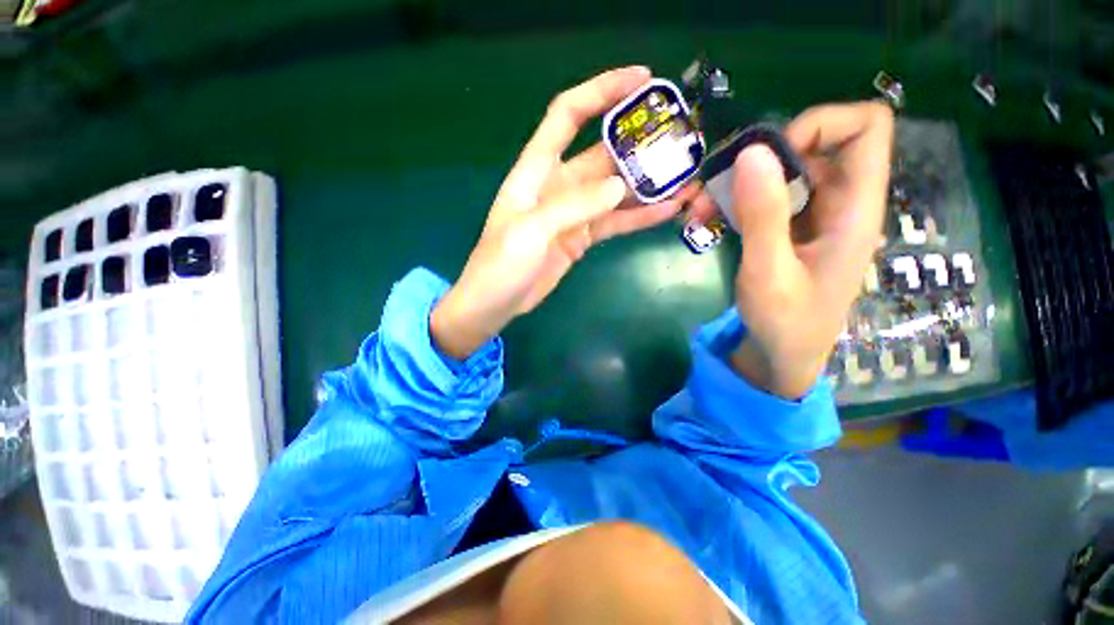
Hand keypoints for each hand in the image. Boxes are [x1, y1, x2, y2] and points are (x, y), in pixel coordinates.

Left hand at [431, 67, 697, 359]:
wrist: (496, 303)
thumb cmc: (501, 264)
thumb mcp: (530, 230)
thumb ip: (574, 206)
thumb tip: (620, 186)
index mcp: (536, 170)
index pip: (567, 115)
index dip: (601, 91)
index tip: (642, 79)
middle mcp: (558, 185)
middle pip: (601, 154)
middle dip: (638, 144)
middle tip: (680, 139)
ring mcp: (573, 213)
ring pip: (614, 191)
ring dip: (647, 185)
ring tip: (686, 178)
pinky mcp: (582, 238)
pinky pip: (614, 222)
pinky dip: (639, 217)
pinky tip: (668, 210)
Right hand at [721, 103, 893, 397]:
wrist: (782, 355)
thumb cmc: (785, 322)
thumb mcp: (769, 272)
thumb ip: (763, 214)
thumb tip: (752, 151)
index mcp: (855, 208)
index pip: (866, 127)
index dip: (820, 124)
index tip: (771, 157)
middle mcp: (840, 202)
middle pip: (813, 144)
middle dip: (759, 159)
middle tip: (714, 189)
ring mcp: (814, 215)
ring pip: (782, 171)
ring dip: (737, 184)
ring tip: (699, 211)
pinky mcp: (790, 228)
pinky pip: (766, 196)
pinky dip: (735, 202)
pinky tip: (708, 222)